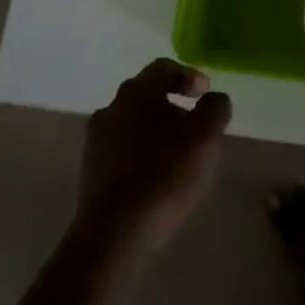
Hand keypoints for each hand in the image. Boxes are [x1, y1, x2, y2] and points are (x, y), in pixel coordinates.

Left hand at [76, 59, 231, 254]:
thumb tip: (215, 98)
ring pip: (132, 122)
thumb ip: (215, 109)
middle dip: (172, 104)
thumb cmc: (163, 175)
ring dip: (155, 130)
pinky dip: (140, 153)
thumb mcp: (205, 138)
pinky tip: (154, 177)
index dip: (188, 76)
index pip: (164, 68)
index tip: (205, 94)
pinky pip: (121, 149)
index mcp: (137, 91)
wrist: (112, 235)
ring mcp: (96, 139)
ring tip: (176, 155)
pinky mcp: (90, 170)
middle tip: (194, 125)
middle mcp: (112, 106)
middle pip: (146, 94)